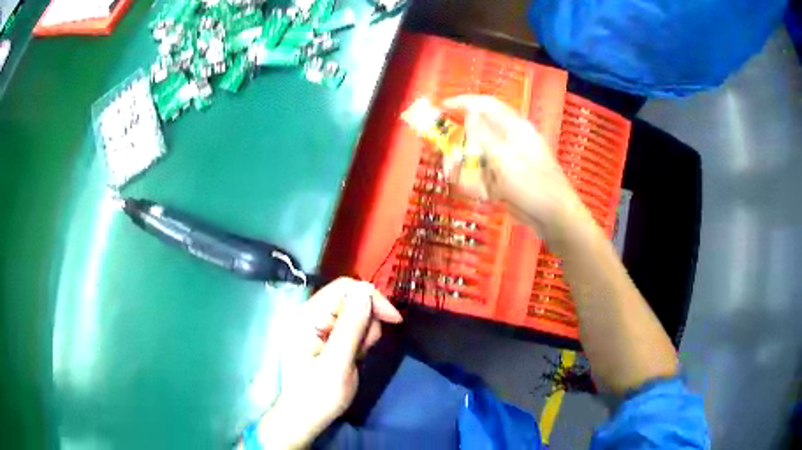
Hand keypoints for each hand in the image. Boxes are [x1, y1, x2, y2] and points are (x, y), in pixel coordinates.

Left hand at [256, 278, 402, 448]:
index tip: (394, 320)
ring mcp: (314, 324)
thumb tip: (365, 291)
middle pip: (350, 298)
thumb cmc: (318, 395)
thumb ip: (351, 327)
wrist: (303, 418)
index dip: (372, 298)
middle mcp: (309, 313)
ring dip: (363, 332)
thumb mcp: (337, 364)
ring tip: (356, 356)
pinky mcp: (321, 334)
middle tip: (365, 349)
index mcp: (307, 316)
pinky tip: (352, 356)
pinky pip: (348, 325)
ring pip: (353, 312)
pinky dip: (357, 339)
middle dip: (367, 320)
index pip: (344, 288)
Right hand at [441, 95, 592, 241]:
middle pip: (477, 131)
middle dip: (459, 144)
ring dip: (466, 166)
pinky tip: (479, 194)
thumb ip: (485, 134)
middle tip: (447, 158)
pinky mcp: (507, 177)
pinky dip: (477, 182)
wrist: (554, 217)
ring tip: (459, 180)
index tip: (441, 107)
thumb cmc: (533, 184)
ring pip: (478, 155)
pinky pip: (485, 174)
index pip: (485, 104)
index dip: (462, 102)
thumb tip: (470, 112)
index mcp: (514, 127)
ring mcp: (509, 159)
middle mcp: (510, 139)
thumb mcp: (506, 158)